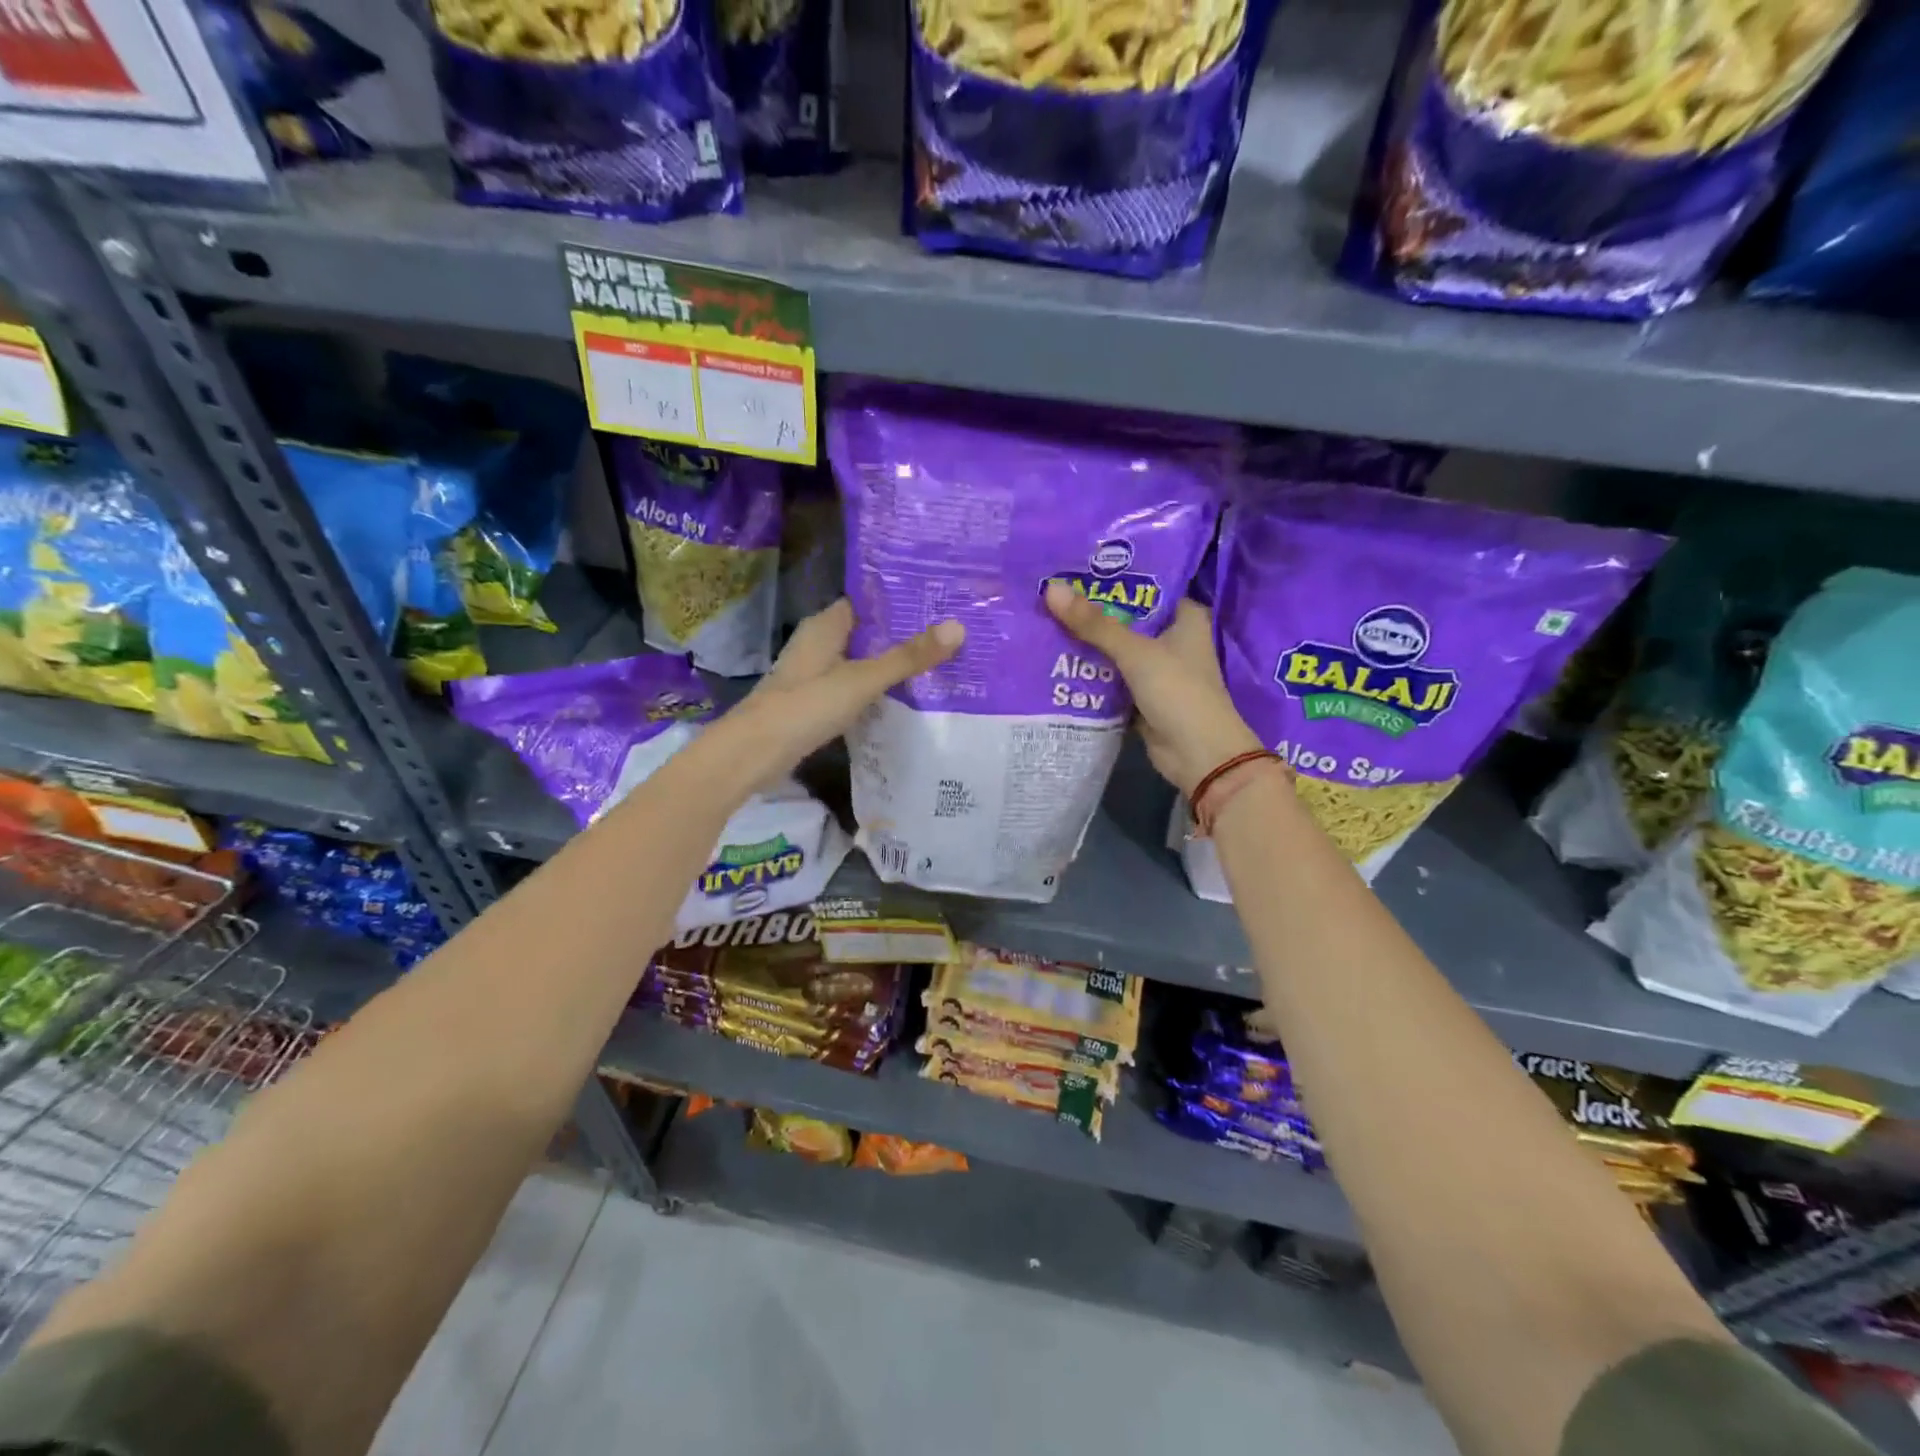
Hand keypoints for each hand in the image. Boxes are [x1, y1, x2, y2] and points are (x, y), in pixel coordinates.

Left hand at [731, 598, 963, 770]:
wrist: (754, 753)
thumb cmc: (806, 706)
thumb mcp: (863, 680)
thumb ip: (907, 657)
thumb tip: (958, 627)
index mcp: (825, 625)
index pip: (867, 602)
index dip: (900, 601)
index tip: (938, 603)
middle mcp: (818, 643)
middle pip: (866, 632)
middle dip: (901, 635)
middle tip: (947, 635)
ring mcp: (813, 674)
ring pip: (859, 661)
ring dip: (888, 663)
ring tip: (935, 664)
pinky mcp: (813, 702)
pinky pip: (851, 686)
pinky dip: (874, 689)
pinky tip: (901, 698)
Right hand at [1044, 581, 1261, 798]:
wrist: (1199, 755)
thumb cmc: (1178, 692)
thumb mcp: (1135, 653)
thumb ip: (1094, 624)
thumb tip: (1051, 589)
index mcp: (1184, 618)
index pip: (1146, 589)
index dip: (1113, 581)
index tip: (1074, 571)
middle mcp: (1172, 640)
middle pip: (1125, 621)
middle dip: (1091, 615)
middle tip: (1049, 597)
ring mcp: (1157, 671)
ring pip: (1116, 652)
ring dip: (1087, 646)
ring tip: (1045, 625)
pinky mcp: (1143, 698)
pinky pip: (1111, 680)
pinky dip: (1091, 676)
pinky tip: (1057, 663)